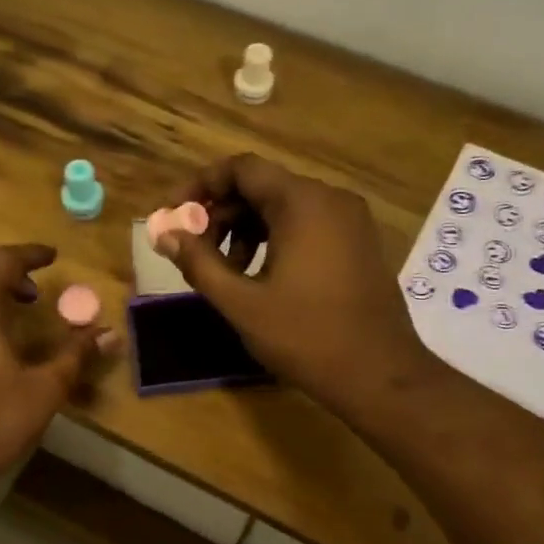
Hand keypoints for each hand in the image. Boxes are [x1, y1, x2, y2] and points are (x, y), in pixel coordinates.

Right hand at [156, 155, 433, 420]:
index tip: (174, 216)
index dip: (201, 186)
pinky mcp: (358, 243)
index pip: (241, 169)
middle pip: (262, 187)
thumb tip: (164, 235)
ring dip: (246, 230)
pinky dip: (276, 240)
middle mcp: (330, 199)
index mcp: (302, 203)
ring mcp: (350, 221)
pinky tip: (261, 278)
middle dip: (221, 214)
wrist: (379, 374)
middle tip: (194, 252)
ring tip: (226, 272)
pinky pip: (308, 225)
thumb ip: (198, 262)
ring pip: (284, 207)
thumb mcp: (241, 302)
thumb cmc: (305, 336)